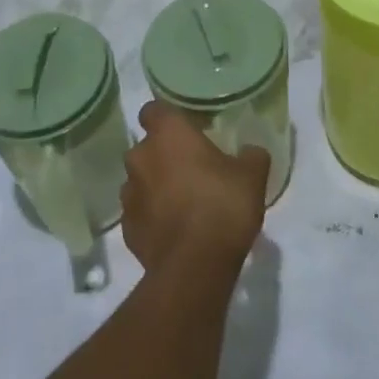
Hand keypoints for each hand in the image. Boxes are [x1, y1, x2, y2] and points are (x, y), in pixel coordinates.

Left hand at [121, 102, 268, 276]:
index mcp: (167, 135)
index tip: (185, 129)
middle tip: (193, 169)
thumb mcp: (252, 176)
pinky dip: (153, 217)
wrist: (194, 268)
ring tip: (184, 204)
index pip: (153, 110)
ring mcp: (128, 195)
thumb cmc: (222, 206)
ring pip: (141, 181)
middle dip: (165, 155)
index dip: (167, 118)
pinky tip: (175, 230)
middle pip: (147, 148)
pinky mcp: (127, 229)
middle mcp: (140, 158)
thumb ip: (250, 156)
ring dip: (157, 187)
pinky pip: (140, 213)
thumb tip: (250, 152)